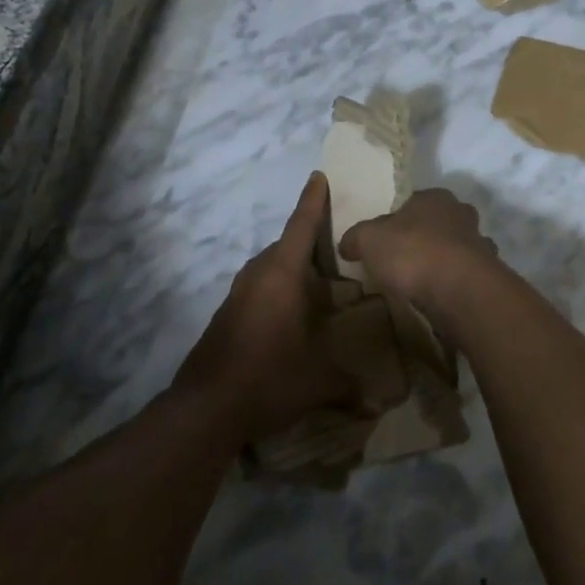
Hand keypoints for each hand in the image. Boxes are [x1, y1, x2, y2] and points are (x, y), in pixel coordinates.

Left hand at [173, 173, 355, 442]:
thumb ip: (350, 383)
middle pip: (286, 245)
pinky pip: (258, 287)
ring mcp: (238, 294)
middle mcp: (258, 275)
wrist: (205, 408)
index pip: (301, 225)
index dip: (313, 200)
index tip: (319, 175)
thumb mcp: (319, 380)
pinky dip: (277, 289)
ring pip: (270, 267)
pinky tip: (290, 314)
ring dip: (292, 268)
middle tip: (337, 246)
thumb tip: (379, 399)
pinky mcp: (227, 315)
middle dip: (309, 241)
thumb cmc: (268, 377)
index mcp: (283, 274)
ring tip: (318, 283)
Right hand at [337, 189, 501, 337]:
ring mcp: (480, 244)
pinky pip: (466, 277)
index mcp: (435, 197)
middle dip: (425, 239)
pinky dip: (455, 285)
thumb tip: (346, 244)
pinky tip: (440, 299)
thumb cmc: (412, 252)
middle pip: (439, 224)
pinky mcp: (489, 275)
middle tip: (403, 262)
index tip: (386, 240)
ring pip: (458, 250)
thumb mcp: (369, 240)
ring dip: (444, 263)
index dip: (398, 220)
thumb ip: (356, 238)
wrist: (458, 290)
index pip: (414, 202)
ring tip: (421, 284)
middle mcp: (462, 214)